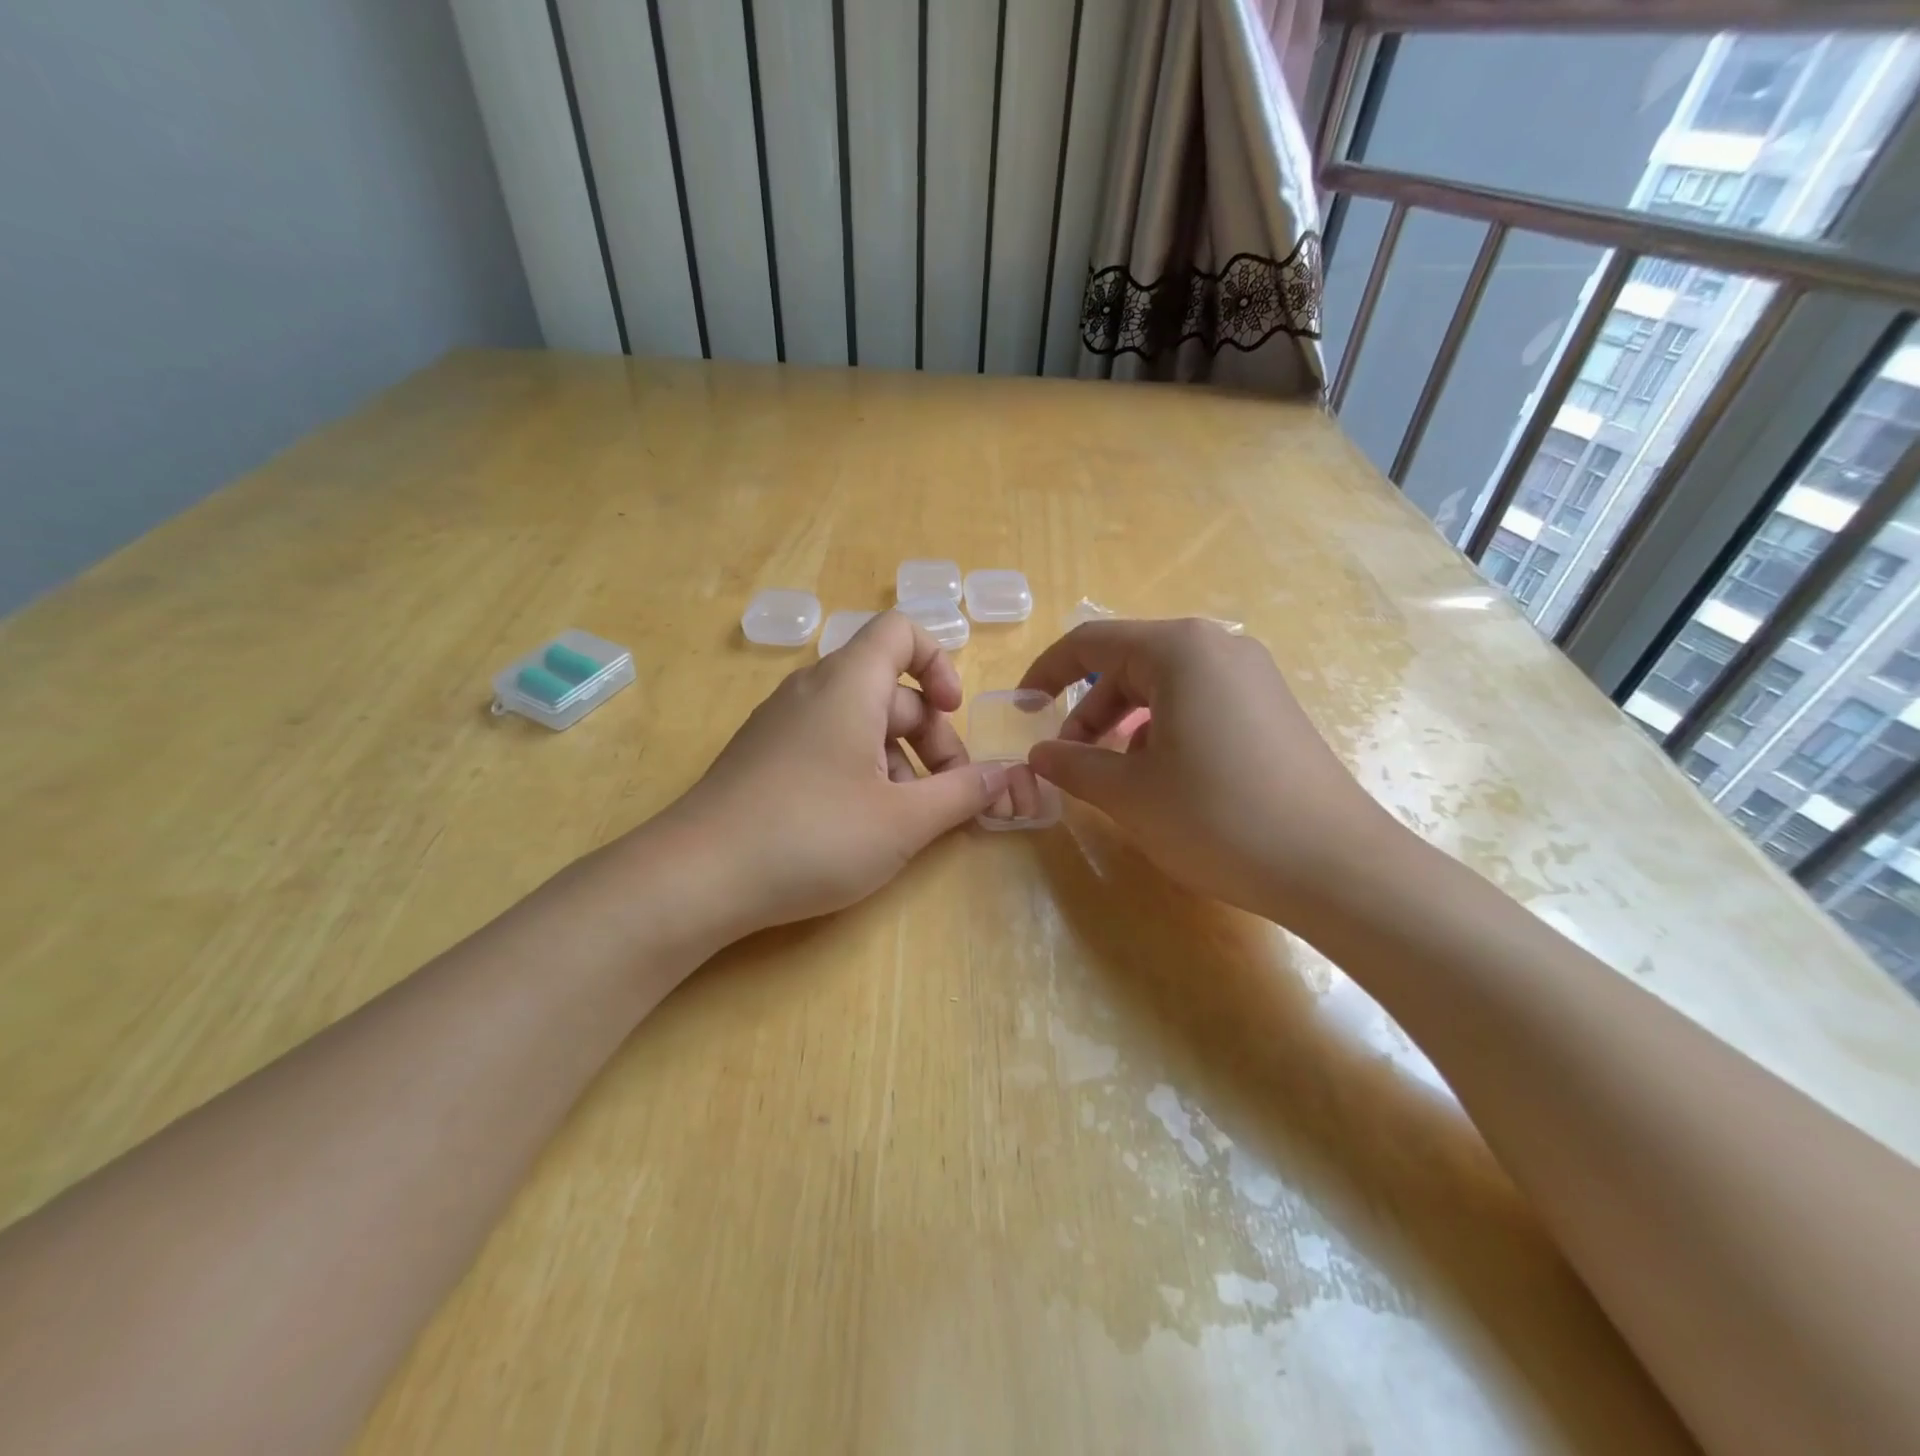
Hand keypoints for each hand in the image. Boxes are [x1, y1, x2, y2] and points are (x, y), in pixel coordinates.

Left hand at [659, 611, 1009, 935]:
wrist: (696, 878)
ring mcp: (782, 725)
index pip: (901, 631)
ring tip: (908, 821)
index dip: (939, 663)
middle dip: (932, 738)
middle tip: (948, 797)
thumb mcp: (903, 821)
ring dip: (900, 762)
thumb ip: (963, 794)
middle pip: (890, 689)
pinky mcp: (764, 758)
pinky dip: (861, 772)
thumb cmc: (812, 836)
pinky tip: (863, 826)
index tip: (954, 715)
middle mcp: (812, 690)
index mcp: (848, 685)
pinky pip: (828, 745)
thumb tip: (1007, 777)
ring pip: (861, 723)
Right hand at [1019, 619, 1408, 918]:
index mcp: (1178, 650)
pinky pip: (1199, 703)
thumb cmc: (1218, 818)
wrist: (1336, 866)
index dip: (1046, 673)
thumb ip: (1073, 764)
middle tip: (1072, 761)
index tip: (1022, 710)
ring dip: (1126, 725)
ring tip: (1119, 777)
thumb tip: (1039, 754)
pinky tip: (1169, 781)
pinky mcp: (1272, 708)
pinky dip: (1165, 731)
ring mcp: (1252, 676)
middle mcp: (1219, 646)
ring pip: (1164, 686)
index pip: (1090, 643)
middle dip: (1089, 710)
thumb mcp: (1129, 794)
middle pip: (1129, 663)